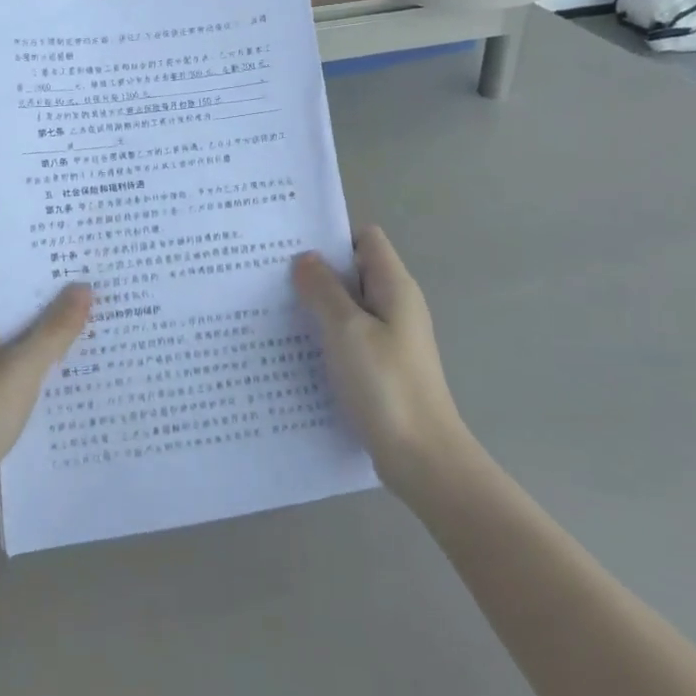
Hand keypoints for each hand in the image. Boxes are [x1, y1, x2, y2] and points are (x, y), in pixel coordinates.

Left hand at [0, 285, 92, 552]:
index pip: (19, 301)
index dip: (54, 291)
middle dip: (65, 327)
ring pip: (33, 370)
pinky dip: (57, 396)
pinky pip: (33, 401)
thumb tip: (84, 286)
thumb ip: (55, 330)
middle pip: (28, 335)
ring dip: (64, 363)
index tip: (96, 281)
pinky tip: (93, 393)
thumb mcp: (22, 367)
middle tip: (115, 311)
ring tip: (114, 347)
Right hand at [293, 227, 475, 500]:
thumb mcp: (347, 330)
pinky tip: (297, 349)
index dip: (333, 237)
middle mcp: (396, 306)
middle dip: (317, 272)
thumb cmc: (385, 385)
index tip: (293, 248)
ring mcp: (391, 338)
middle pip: (355, 271)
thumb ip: (324, 289)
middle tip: (273, 277)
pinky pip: (350, 336)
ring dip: (318, 306)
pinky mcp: (382, 366)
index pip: (366, 239)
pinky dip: (327, 336)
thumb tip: (305, 258)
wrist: (422, 457)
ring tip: (276, 310)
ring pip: (349, 306)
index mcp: (395, 287)